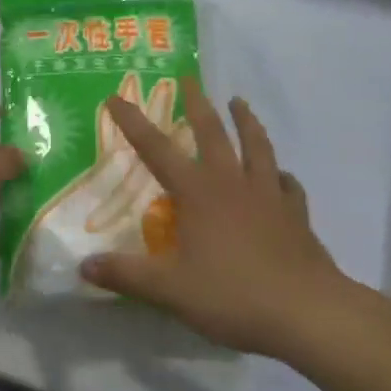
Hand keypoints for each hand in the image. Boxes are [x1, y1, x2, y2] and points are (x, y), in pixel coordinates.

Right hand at [79, 80, 352, 356]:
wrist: (307, 312)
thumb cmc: (233, 295)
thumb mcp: (170, 289)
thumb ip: (126, 275)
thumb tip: (83, 266)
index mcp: (197, 192)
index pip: (156, 149)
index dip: (133, 122)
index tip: (116, 97)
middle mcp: (231, 183)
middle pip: (212, 132)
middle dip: (197, 103)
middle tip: (189, 79)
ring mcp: (268, 195)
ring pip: (257, 146)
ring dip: (246, 121)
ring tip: (239, 102)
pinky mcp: (296, 215)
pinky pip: (287, 185)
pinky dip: (281, 175)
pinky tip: (281, 175)